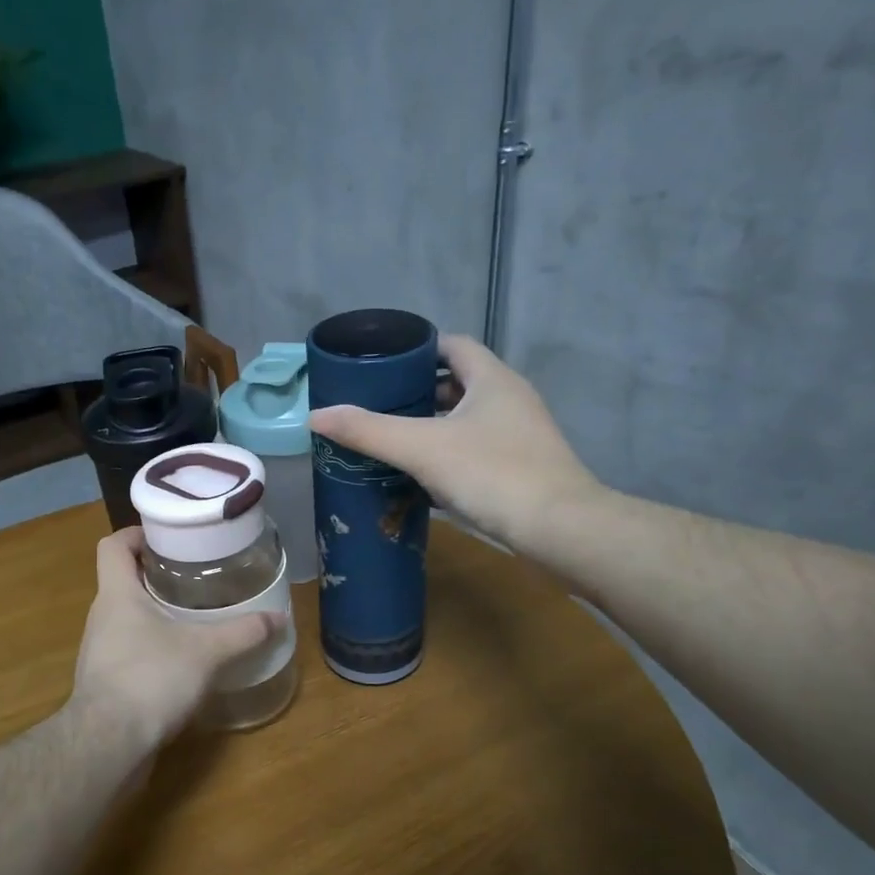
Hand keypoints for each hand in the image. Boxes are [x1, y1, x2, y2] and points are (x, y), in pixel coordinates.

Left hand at [67, 528, 282, 756]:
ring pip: (126, 618)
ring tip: (193, 617)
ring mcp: (99, 651)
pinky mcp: (105, 682)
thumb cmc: (150, 678)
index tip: (167, 538)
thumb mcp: (206, 651)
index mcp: (117, 594)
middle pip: (122, 580)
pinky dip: (152, 648)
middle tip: (194, 577)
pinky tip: (181, 662)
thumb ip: (242, 632)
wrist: (108, 744)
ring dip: (155, 614)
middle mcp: (102, 616)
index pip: (113, 545)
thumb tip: (279, 618)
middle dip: (156, 575)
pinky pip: (129, 651)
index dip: (136, 534)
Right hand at [306, 334, 601, 560]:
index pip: (452, 345)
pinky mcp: (520, 468)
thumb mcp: (421, 448)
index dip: (416, 349)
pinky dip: (446, 454)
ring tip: (389, 438)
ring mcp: (518, 435)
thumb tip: (315, 415)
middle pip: (456, 382)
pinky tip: (418, 475)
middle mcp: (509, 399)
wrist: (559, 529)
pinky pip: (473, 449)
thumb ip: (367, 430)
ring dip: (430, 425)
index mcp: (492, 379)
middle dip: (415, 391)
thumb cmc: (492, 474)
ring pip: (465, 419)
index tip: (380, 364)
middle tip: (375, 404)